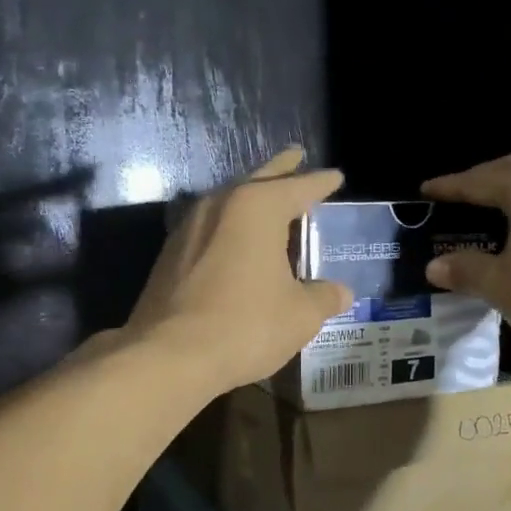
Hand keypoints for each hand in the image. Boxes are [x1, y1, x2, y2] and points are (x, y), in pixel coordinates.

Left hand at [125, 147, 351, 393]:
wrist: (169, 355)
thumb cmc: (245, 325)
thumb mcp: (300, 314)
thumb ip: (324, 297)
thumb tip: (341, 293)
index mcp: (257, 207)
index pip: (299, 187)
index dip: (321, 183)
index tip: (336, 176)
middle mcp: (220, 205)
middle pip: (258, 180)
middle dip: (281, 169)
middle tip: (296, 155)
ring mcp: (189, 227)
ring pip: (229, 201)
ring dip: (251, 196)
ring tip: (268, 197)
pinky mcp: (170, 254)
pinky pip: (211, 226)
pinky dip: (231, 225)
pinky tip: (236, 239)